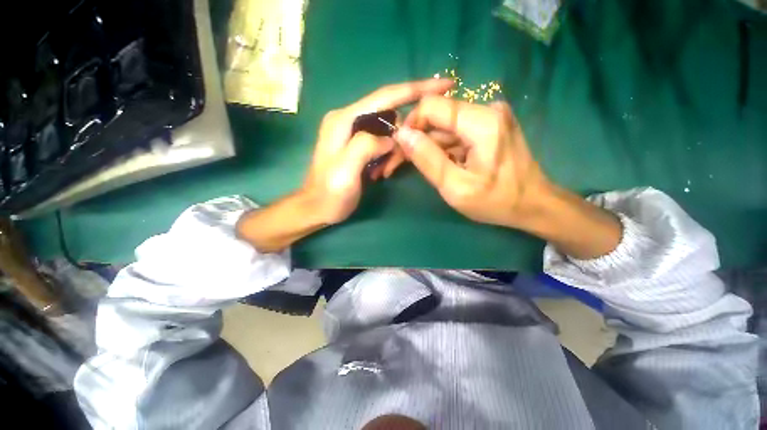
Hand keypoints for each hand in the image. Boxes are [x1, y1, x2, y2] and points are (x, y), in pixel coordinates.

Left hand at [301, 78, 453, 224]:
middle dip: (404, 133)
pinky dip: (389, 155)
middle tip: (402, 160)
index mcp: (345, 119)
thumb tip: (391, 138)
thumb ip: (366, 145)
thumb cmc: (330, 192)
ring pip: (388, 131)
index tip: (445, 85)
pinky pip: (383, 143)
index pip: (386, 96)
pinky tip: (381, 171)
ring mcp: (354, 132)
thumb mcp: (346, 169)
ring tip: (386, 170)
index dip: (416, 89)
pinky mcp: (358, 145)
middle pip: (390, 114)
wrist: (317, 208)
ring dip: (395, 150)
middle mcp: (349, 119)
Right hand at [394, 98, 549, 228]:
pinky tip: (439, 163)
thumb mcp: (456, 187)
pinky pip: (456, 132)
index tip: (401, 148)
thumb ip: (427, 159)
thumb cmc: (495, 201)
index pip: (432, 106)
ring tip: (418, 166)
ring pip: (445, 125)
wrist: (533, 204)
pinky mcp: (489, 126)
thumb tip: (402, 135)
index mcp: (482, 122)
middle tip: (402, 161)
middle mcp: (487, 110)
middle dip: (418, 138)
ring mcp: (490, 117)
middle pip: (438, 116)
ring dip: (429, 144)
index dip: (411, 125)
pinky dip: (443, 147)